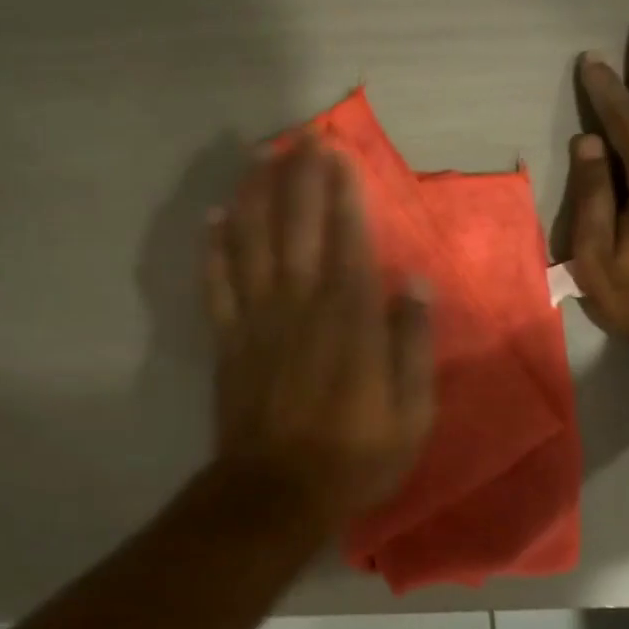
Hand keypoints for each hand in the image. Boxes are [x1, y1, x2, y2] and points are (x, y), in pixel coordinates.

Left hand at [207, 138, 435, 519]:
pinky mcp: (228, 340)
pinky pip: (217, 285)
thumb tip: (417, 284)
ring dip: (255, 196)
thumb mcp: (410, 412)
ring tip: (258, 158)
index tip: (340, 153)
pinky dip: (213, 250)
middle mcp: (301, 305)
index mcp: (349, 318)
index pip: (348, 239)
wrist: (277, 493)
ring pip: (252, 244)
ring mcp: (258, 320)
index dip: (344, 193)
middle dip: (301, 178)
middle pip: (298, 228)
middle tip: (301, 136)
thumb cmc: (354, 454)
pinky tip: (212, 218)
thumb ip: (412, 344)